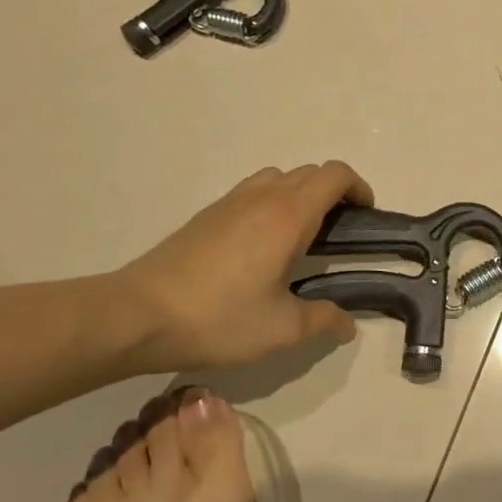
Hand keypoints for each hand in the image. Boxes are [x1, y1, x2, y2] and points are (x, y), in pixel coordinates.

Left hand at [112, 161, 374, 371]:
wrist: (137, 315)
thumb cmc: (219, 318)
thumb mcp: (282, 329)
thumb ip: (323, 321)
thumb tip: (348, 324)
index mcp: (289, 215)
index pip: (335, 175)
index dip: (358, 188)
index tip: (365, 216)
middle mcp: (262, 197)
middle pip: (310, 172)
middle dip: (334, 193)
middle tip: (339, 233)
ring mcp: (230, 202)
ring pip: (278, 177)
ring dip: (300, 193)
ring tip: (301, 235)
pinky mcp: (206, 215)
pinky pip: (252, 191)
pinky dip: (271, 202)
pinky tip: (261, 246)